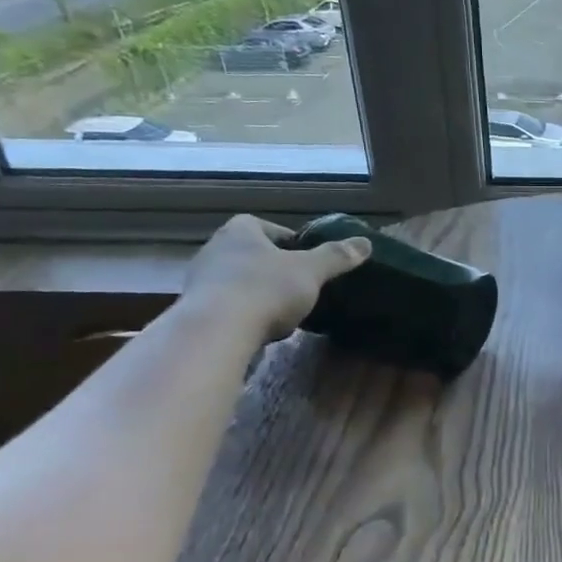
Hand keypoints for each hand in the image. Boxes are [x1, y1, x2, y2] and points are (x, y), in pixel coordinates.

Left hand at [178, 215, 371, 345]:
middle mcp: (214, 249)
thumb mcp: (311, 271)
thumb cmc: (266, 289)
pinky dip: (246, 315)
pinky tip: (262, 330)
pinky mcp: (195, 312)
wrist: (216, 333)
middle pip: (253, 254)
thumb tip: (365, 242)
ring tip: (284, 312)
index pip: (268, 228)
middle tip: (301, 286)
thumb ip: (337, 256)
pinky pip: (228, 307)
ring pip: (239, 282)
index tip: (309, 260)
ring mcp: (200, 281)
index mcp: (240, 231)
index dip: (291, 242)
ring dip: (260, 293)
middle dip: (275, 269)